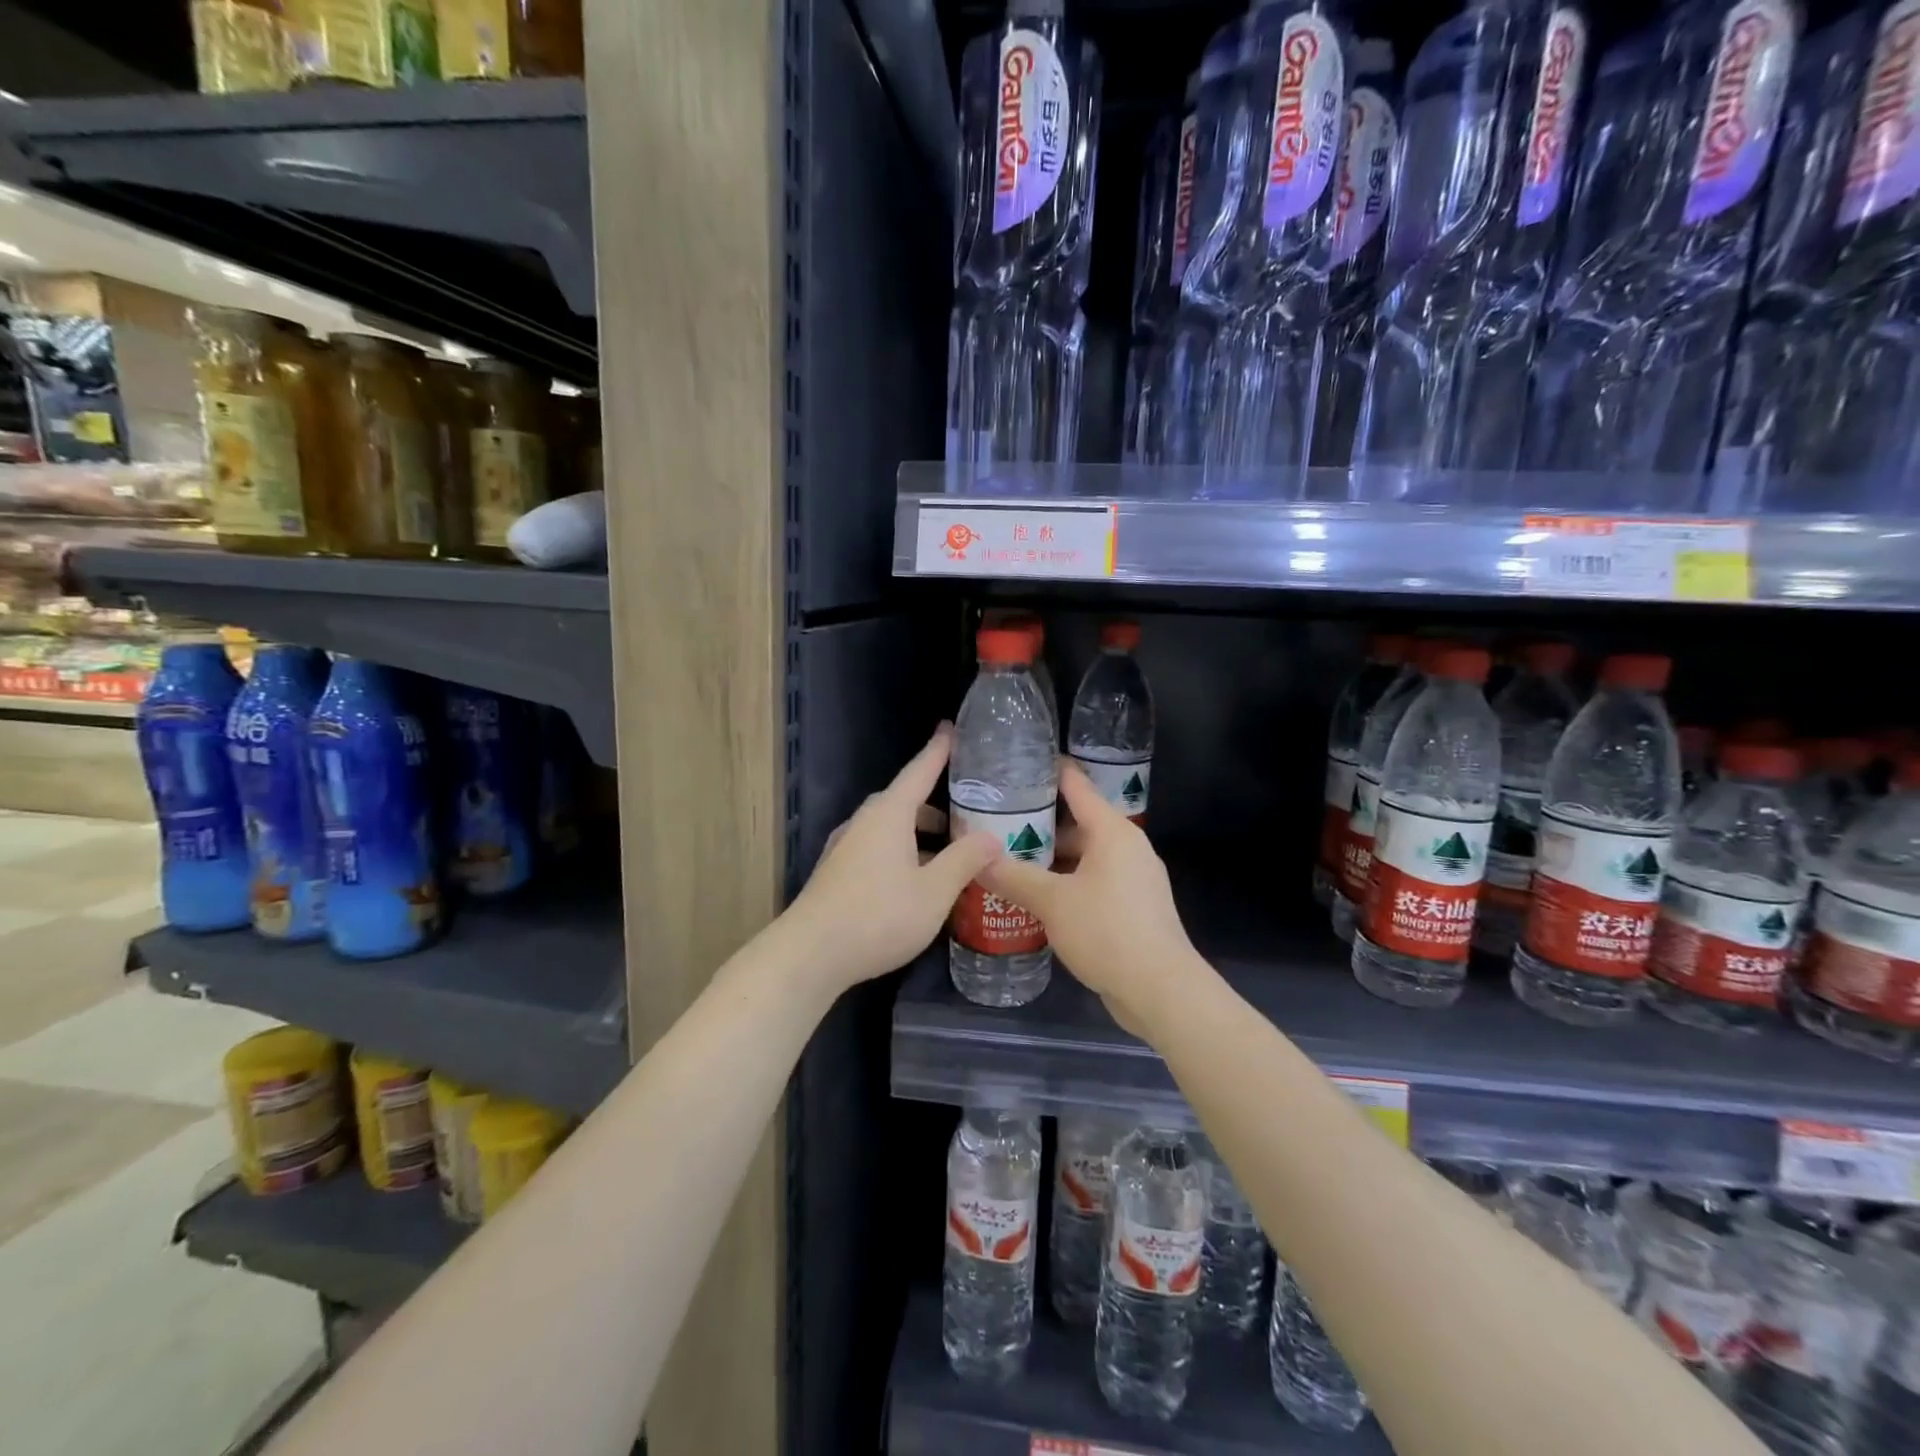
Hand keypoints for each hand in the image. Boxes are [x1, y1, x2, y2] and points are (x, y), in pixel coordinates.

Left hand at [783, 724, 1000, 996]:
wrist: (809, 954)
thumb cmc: (878, 916)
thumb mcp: (934, 891)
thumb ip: (964, 861)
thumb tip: (992, 837)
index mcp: (889, 814)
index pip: (919, 771)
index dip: (938, 750)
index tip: (951, 727)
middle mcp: (864, 822)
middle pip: (903, 801)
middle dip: (934, 804)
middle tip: (966, 813)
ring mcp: (845, 847)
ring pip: (889, 828)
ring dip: (917, 834)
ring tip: (947, 854)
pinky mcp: (836, 872)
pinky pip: (876, 848)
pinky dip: (901, 852)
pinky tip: (915, 882)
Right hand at [980, 761, 1200, 1036]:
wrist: (1160, 990)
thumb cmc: (1107, 931)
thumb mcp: (1052, 902)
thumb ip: (1013, 876)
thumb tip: (976, 859)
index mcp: (1113, 831)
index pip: (1076, 785)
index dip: (1048, 771)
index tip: (1016, 763)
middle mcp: (1127, 847)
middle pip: (1078, 822)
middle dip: (1039, 822)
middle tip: (997, 821)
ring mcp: (1133, 878)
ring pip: (1084, 855)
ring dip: (1050, 858)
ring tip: (1008, 859)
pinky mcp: (1132, 906)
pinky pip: (1093, 881)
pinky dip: (1066, 882)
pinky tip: (1036, 896)